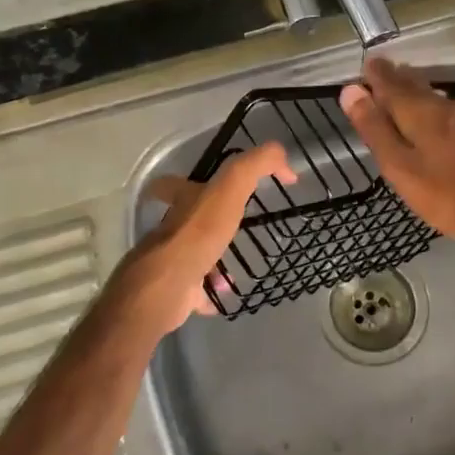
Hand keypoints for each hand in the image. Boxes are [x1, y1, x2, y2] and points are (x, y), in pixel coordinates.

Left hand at [110, 144, 295, 335]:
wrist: (169, 284)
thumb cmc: (199, 232)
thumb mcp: (232, 185)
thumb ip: (257, 164)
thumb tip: (285, 160)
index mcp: (181, 201)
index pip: (174, 183)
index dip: (184, 181)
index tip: (205, 185)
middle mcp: (171, 229)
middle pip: (185, 221)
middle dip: (207, 225)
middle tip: (232, 231)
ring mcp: (171, 261)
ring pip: (192, 256)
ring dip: (213, 261)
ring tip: (237, 268)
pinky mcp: (174, 290)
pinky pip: (195, 290)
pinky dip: (209, 292)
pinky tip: (226, 294)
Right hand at [340, 57, 454, 245]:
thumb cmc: (442, 190)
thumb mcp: (397, 164)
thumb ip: (374, 127)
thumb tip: (350, 90)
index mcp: (416, 109)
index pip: (388, 80)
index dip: (372, 74)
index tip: (360, 68)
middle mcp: (437, 104)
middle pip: (409, 82)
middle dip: (390, 77)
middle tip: (372, 75)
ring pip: (425, 93)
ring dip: (407, 88)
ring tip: (390, 91)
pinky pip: (437, 106)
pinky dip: (421, 103)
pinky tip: (420, 115)